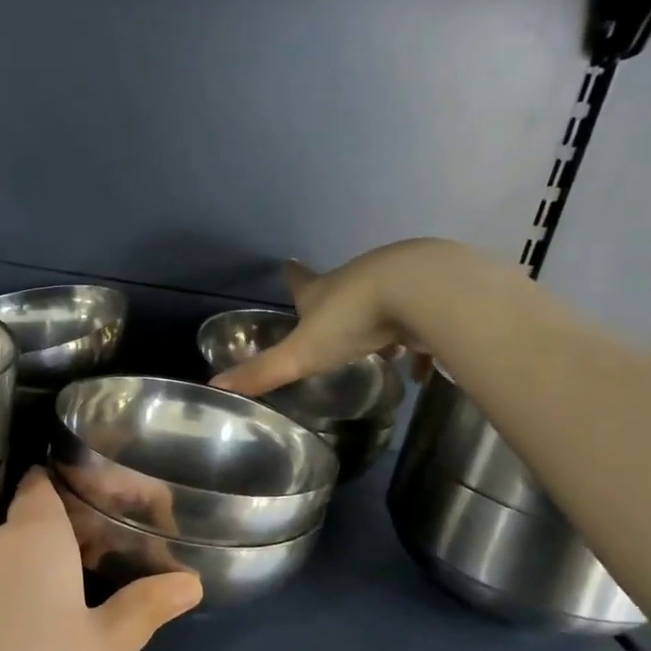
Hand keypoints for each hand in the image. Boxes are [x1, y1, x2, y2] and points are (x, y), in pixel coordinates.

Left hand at [0, 469, 202, 650]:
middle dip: (75, 533)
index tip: (117, 500)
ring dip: (49, 568)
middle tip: (123, 553)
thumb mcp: (106, 650)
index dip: (79, 484)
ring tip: (96, 590)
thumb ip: (144, 607)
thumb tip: (189, 582)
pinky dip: (22, 595)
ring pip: (12, 558)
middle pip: (32, 521)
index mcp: (31, 536)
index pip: (45, 484)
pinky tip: (47, 630)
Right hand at [211, 240, 481, 398]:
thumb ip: (264, 372)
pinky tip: (421, 368)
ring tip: (383, 348)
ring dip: (381, 320)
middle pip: (344, 288)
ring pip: (385, 300)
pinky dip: (420, 344)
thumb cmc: (355, 318)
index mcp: (323, 290)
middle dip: (338, 303)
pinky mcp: (434, 291)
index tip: (288, 265)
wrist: (426, 290)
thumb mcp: (303, 353)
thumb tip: (215, 385)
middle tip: (335, 324)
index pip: (301, 282)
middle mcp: (358, 278)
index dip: (293, 277)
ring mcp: (399, 280)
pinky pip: (424, 323)